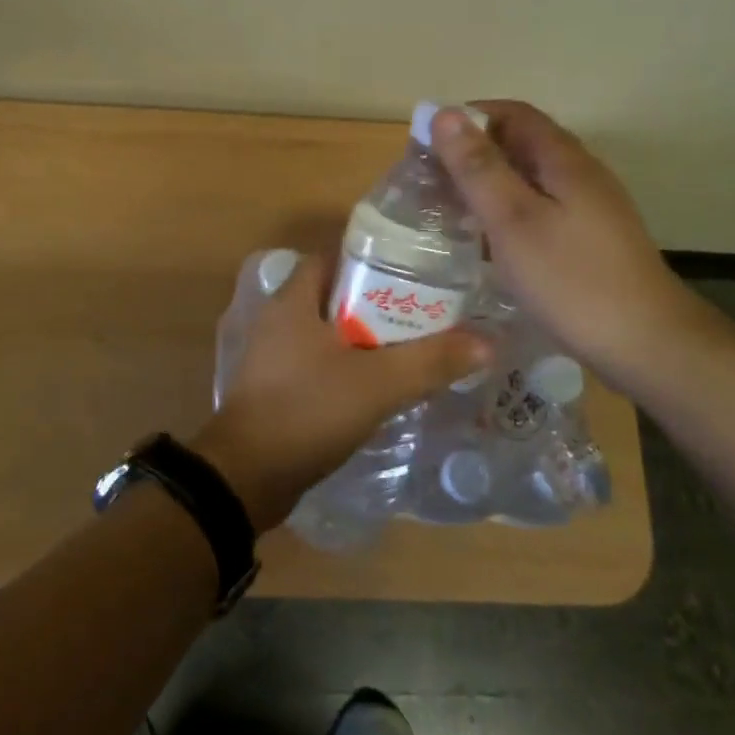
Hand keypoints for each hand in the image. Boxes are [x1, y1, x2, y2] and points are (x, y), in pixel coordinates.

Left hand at [191, 252, 489, 532]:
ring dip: (366, 339)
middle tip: (424, 313)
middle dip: (378, 302)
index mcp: (294, 300)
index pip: (334, 257)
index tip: (413, 270)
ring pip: (330, 334)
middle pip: (336, 296)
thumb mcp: (377, 383)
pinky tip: (381, 386)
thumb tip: (488, 342)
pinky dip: (350, 368)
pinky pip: (320, 365)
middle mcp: (280, 320)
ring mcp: (274, 356)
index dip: (372, 258)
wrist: (246, 477)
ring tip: (412, 348)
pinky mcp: (277, 389)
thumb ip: (431, 361)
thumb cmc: (307, 410)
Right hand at [430, 101, 718, 391]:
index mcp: (564, 159)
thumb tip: (445, 114)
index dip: (468, 117)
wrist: (647, 345)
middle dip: (472, 153)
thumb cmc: (571, 279)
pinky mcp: (588, 242)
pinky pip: (538, 212)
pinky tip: (486, 244)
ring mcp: (589, 210)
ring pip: (529, 181)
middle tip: (428, 181)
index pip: (512, 114)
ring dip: (487, 186)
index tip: (426, 141)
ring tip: (447, 210)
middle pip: (521, 145)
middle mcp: (580, 175)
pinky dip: (506, 215)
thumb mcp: (513, 220)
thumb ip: (478, 168)